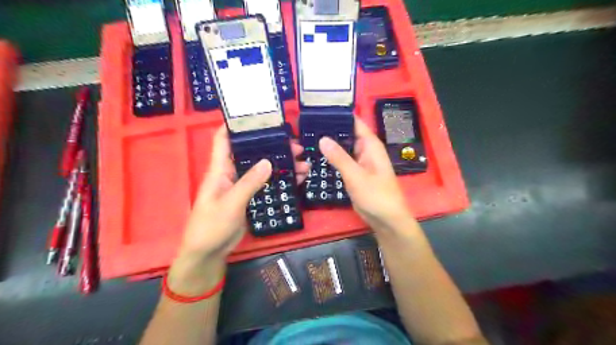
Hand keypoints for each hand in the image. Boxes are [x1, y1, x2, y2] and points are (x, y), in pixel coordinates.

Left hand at [168, 126, 307, 291]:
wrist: (209, 252)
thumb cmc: (211, 226)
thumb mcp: (230, 204)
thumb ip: (249, 183)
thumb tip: (268, 162)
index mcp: (220, 169)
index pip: (224, 139)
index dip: (236, 124)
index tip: (258, 116)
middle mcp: (232, 173)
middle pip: (253, 153)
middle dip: (273, 146)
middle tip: (296, 147)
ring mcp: (243, 186)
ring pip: (264, 169)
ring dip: (282, 165)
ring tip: (303, 163)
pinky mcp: (251, 197)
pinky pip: (268, 184)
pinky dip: (282, 180)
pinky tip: (297, 179)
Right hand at [317, 116, 413, 231]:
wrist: (386, 220)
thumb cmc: (376, 195)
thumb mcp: (356, 175)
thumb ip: (339, 157)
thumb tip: (322, 138)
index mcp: (371, 145)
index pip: (355, 122)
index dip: (339, 116)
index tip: (319, 112)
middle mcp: (365, 150)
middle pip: (347, 134)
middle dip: (330, 130)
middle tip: (307, 126)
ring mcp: (360, 162)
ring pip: (343, 148)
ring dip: (330, 145)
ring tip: (307, 138)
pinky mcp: (355, 174)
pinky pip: (342, 161)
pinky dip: (332, 158)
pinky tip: (317, 156)